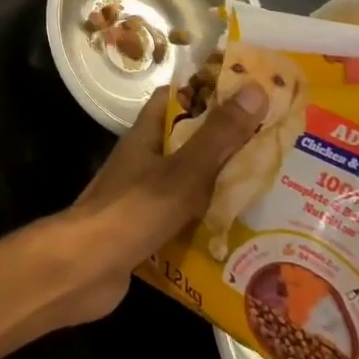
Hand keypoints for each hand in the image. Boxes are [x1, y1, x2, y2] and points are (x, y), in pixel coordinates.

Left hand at [38, 82, 268, 325]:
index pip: (175, 98)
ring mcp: (142, 196)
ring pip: (187, 182)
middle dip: (225, 142)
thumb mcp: (183, 171)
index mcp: (147, 135)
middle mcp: (143, 159)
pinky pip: (183, 219)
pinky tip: (239, 234)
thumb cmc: (133, 210)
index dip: (208, 91)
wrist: (85, 269)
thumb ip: (219, 135)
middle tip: (273, 145)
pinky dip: (207, 222)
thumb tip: (256, 89)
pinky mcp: (146, 230)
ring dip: (219, 185)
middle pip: (187, 140)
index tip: (248, 92)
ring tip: (268, 189)